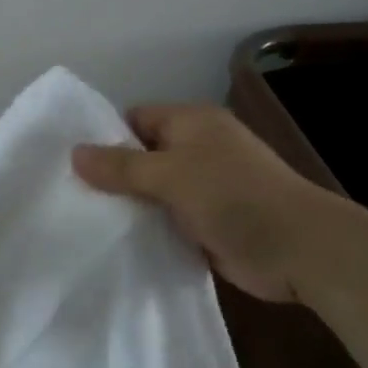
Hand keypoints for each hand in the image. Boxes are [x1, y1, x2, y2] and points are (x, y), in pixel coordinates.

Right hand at [72, 103, 339, 302]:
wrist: (299, 249)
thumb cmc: (234, 196)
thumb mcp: (171, 174)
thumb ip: (122, 166)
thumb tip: (74, 153)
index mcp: (192, 123)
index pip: (136, 119)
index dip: (105, 136)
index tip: (71, 163)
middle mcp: (197, 150)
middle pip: (142, 156)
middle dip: (111, 175)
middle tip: (68, 196)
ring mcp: (203, 188)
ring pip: (152, 191)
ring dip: (128, 206)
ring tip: (81, 221)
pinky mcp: (207, 223)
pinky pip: (166, 220)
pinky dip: (147, 229)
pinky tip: (115, 243)